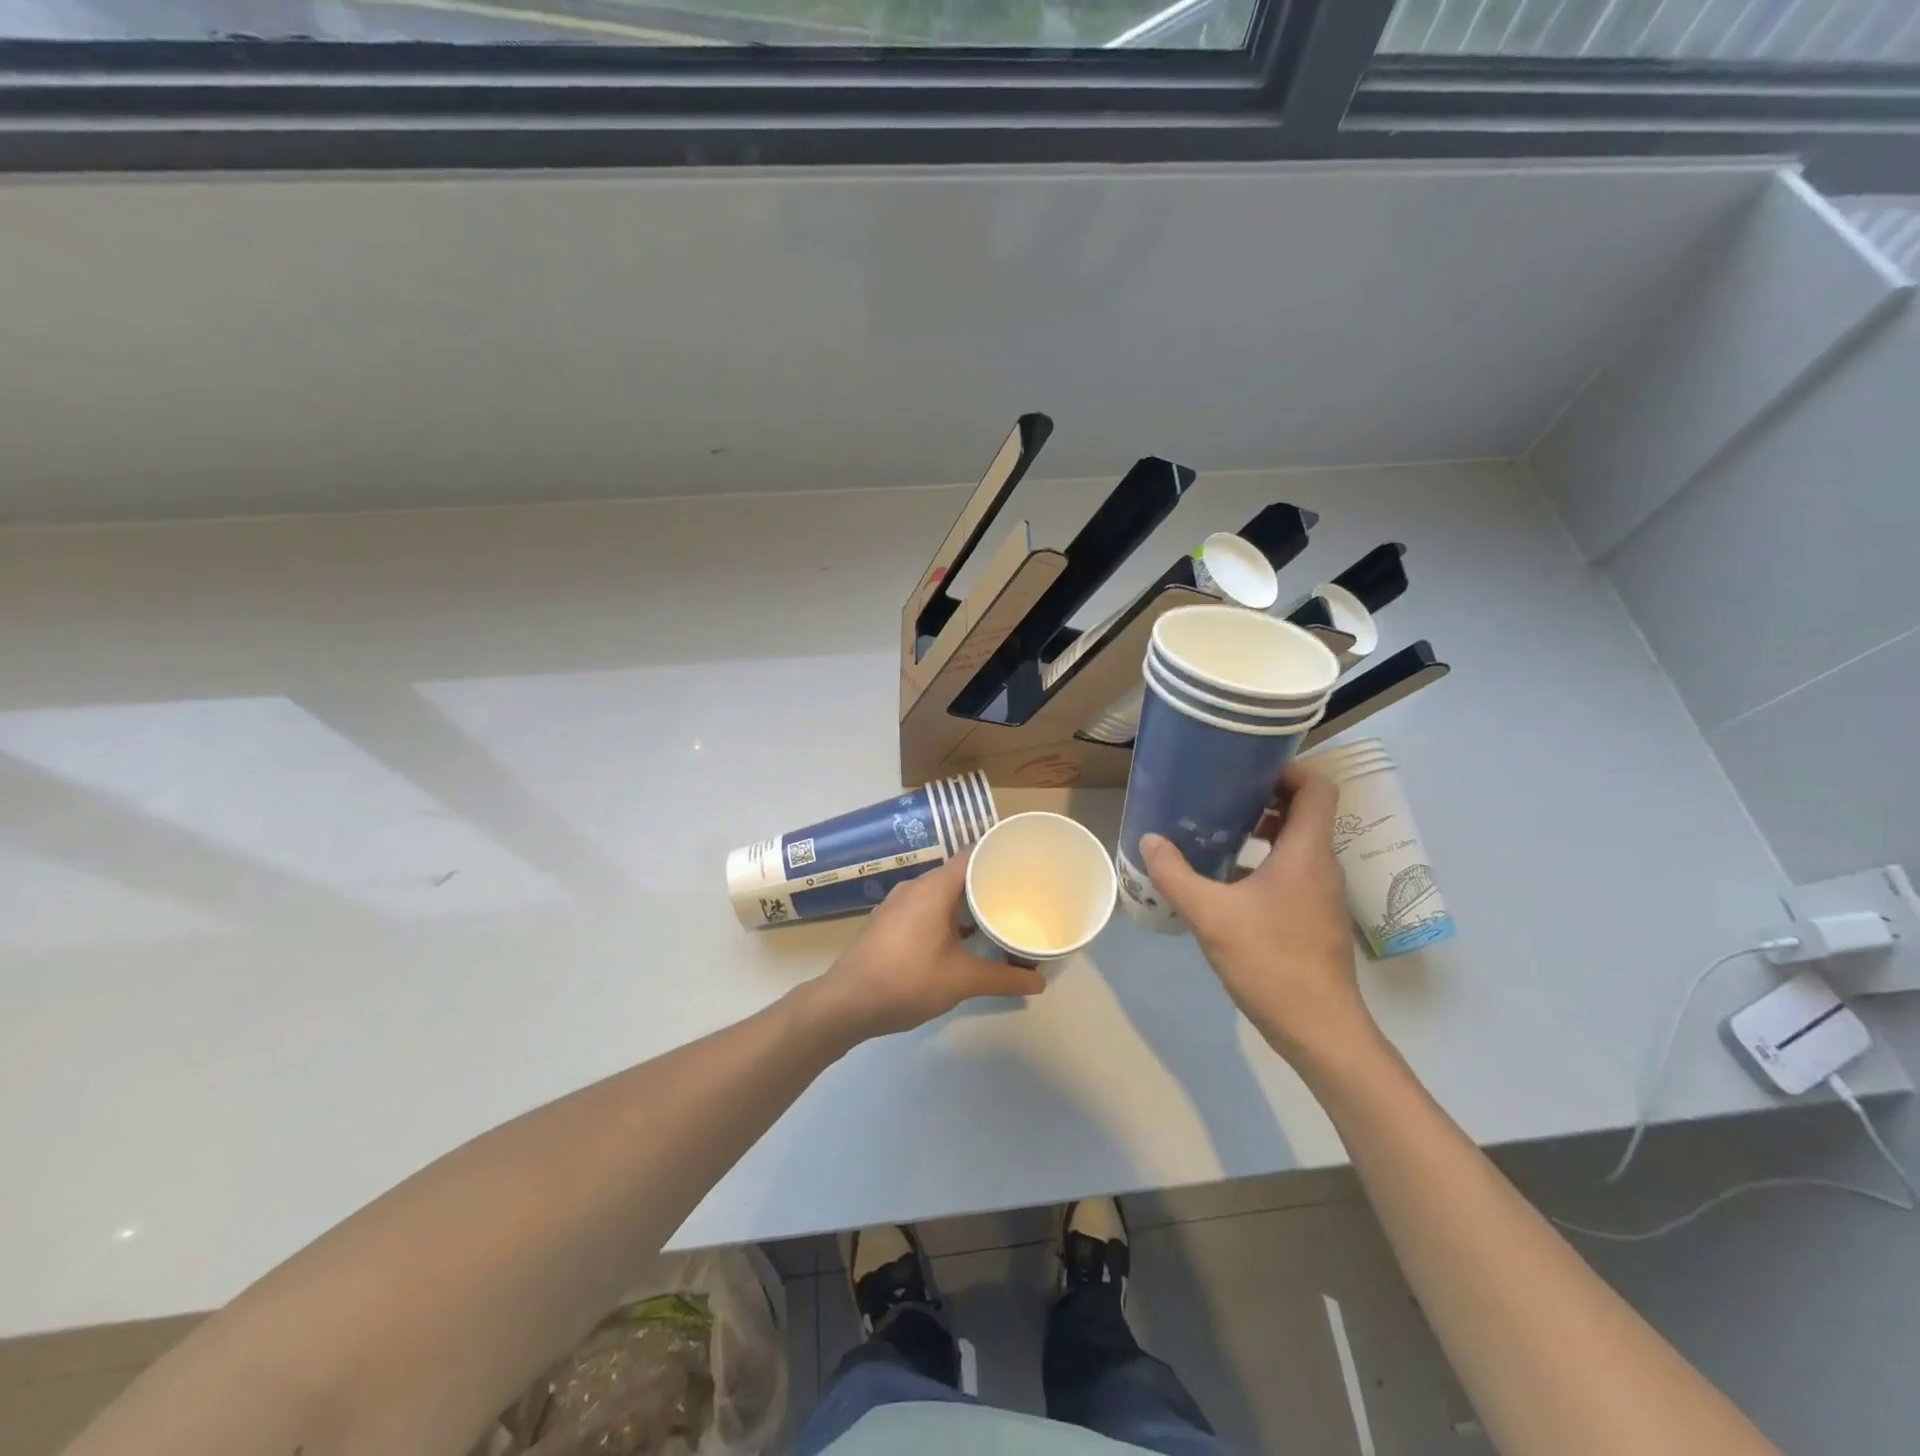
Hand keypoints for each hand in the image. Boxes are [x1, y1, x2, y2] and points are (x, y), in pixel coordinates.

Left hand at [813, 851, 1045, 1040]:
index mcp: (933, 888)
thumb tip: (1039, 983)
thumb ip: (1003, 978)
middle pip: (959, 873)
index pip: (972, 854)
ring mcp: (898, 905)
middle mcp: (915, 888)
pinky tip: (964, 938)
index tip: (1027, 863)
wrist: (845, 1003)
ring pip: (942, 893)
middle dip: (989, 883)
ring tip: (998, 917)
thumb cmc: (906, 981)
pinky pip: (927, 907)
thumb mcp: (961, 981)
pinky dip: (949, 916)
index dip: (1000, 854)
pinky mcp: (889, 923)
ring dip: (968, 903)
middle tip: (1021, 895)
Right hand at [1140, 762, 1375, 1064]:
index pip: (1317, 788)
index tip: (1246, 766)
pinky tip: (1224, 879)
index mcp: (1306, 852)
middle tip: (1219, 793)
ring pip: (1296, 843)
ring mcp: (1320, 893)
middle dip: (1264, 796)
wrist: (1319, 1029)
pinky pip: (1290, 871)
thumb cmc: (1271, 962)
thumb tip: (1150, 840)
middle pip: (1304, 811)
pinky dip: (1262, 862)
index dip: (1288, 768)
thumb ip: (1176, 874)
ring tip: (1216, 829)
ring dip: (1261, 829)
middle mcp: (1320, 865)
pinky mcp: (1312, 916)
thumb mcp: (1211, 915)